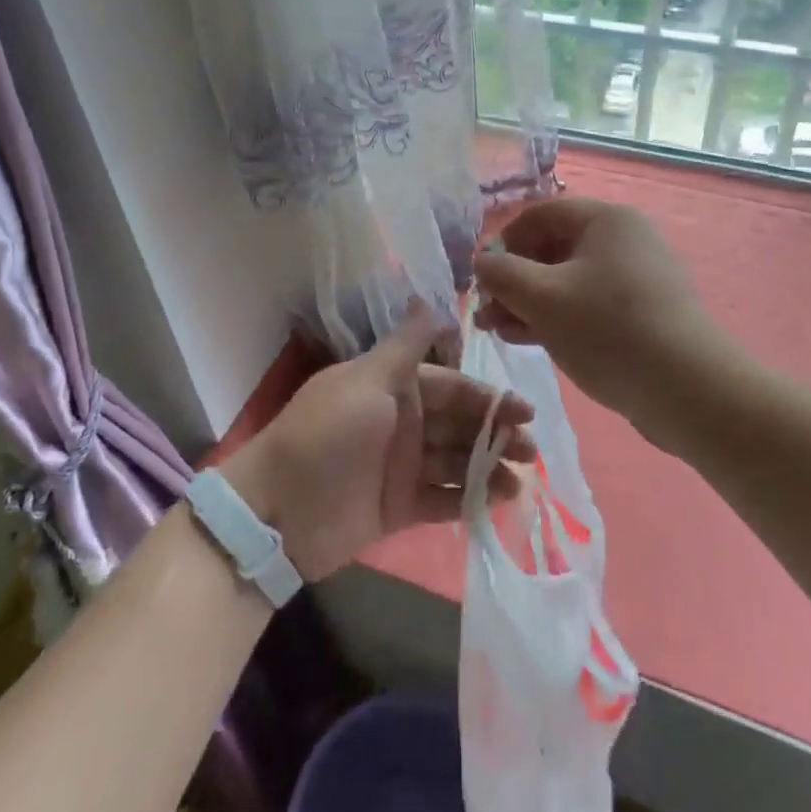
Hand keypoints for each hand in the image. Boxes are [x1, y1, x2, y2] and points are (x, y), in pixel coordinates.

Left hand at [221, 304, 534, 581]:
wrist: (278, 511)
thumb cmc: (327, 434)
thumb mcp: (366, 380)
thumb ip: (405, 346)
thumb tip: (429, 300)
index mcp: (395, 388)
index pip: (453, 387)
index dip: (489, 397)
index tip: (526, 410)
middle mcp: (403, 422)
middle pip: (460, 424)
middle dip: (496, 434)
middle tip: (532, 449)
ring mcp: (402, 466)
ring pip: (456, 462)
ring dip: (488, 467)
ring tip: (521, 480)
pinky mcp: (399, 507)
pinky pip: (442, 499)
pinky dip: (468, 499)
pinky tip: (496, 502)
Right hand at [474, 198, 727, 437]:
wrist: (689, 390)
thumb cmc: (609, 330)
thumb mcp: (543, 299)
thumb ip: (502, 274)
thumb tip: (482, 262)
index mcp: (606, 220)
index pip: (539, 215)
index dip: (503, 243)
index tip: (482, 279)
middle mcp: (624, 239)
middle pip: (553, 248)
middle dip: (514, 280)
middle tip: (486, 314)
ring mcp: (637, 277)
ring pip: (568, 280)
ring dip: (530, 302)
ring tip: (499, 331)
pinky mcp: (643, 313)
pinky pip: (589, 303)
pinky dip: (558, 317)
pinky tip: (530, 341)